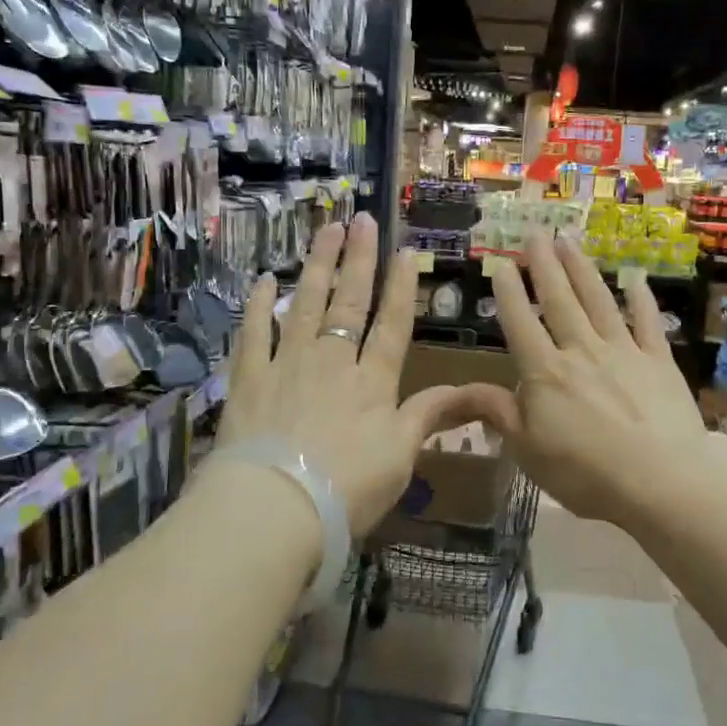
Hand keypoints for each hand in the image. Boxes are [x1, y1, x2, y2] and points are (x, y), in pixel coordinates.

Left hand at [217, 214, 488, 534]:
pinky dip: (260, 305)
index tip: (405, 251)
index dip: (401, 288)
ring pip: (306, 304)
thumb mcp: (402, 457)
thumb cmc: (349, 489)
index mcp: (373, 382)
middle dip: (358, 259)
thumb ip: (431, 416)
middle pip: (349, 302)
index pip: (393, 325)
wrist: (277, 507)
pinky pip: (254, 332)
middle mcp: (333, 361)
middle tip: (362, 219)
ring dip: (318, 265)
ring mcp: (288, 364)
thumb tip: (477, 392)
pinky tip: (267, 280)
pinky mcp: (249, 378)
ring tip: (325, 230)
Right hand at [465, 232, 712, 533]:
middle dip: (544, 265)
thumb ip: (496, 413)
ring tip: (570, 241)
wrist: (662, 480)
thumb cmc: (586, 472)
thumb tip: (458, 390)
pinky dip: (640, 297)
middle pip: (559, 300)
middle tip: (536, 233)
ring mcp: (623, 351)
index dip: (509, 292)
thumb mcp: (527, 450)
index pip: (521, 323)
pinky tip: (635, 278)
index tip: (501, 263)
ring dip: (582, 269)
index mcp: (545, 372)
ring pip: (598, 301)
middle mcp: (581, 350)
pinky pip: (647, 321)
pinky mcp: (659, 361)